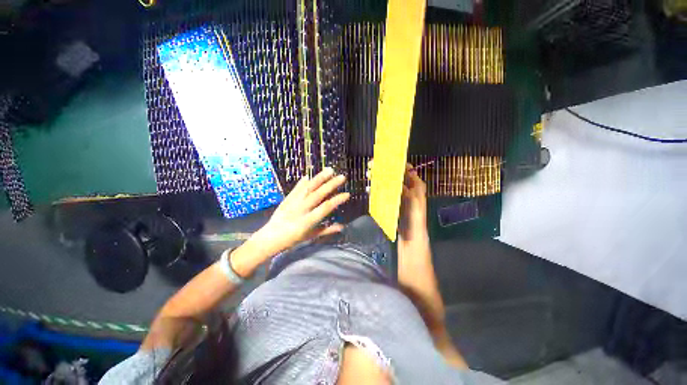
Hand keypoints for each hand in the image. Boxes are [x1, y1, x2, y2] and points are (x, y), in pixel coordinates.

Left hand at [244, 167, 349, 261]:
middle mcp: (301, 209)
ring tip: (329, 170)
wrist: (270, 237)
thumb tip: (342, 227)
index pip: (325, 208)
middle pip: (318, 194)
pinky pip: (297, 188)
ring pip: (308, 188)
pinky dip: (303, 181)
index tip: (347, 194)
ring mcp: (293, 202)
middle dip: (331, 185)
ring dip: (319, 178)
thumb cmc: (293, 239)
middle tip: (342, 177)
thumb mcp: (311, 236)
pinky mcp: (287, 199)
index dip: (337, 200)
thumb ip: (326, 230)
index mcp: (308, 220)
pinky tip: (309, 175)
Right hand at [366, 161, 427, 240]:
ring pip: (387, 183)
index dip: (396, 163)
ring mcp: (398, 195)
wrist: (411, 234)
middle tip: (372, 165)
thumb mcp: (414, 200)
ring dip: (378, 178)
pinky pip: (383, 193)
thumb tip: (394, 176)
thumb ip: (405, 187)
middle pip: (394, 175)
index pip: (406, 169)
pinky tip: (370, 189)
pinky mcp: (391, 201)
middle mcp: (407, 187)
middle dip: (383, 170)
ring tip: (369, 175)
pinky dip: (376, 189)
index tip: (385, 159)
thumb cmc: (415, 216)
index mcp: (415, 184)